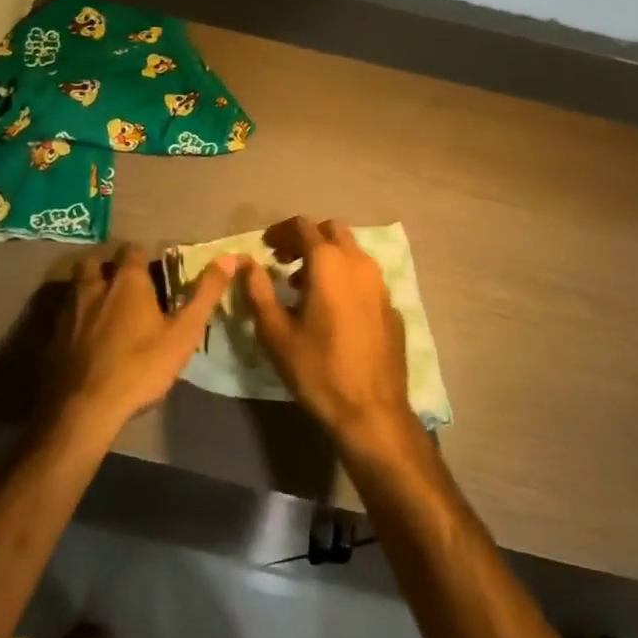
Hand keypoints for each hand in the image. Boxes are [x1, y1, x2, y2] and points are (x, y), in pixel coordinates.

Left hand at [44, 243, 232, 441]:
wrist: (84, 408)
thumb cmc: (140, 367)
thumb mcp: (182, 334)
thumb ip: (205, 294)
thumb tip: (229, 258)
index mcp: (127, 281)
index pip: (132, 250)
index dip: (142, 258)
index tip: (151, 273)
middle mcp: (94, 286)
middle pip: (96, 263)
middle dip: (107, 270)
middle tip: (122, 289)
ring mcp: (68, 310)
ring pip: (76, 286)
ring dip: (88, 291)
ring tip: (102, 311)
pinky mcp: (51, 336)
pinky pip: (63, 315)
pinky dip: (73, 320)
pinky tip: (83, 340)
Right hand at [242, 217, 418, 455]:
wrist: (372, 411)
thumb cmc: (318, 369)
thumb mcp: (276, 332)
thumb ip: (258, 291)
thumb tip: (246, 263)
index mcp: (329, 262)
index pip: (302, 226)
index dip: (280, 231)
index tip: (265, 247)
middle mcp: (359, 263)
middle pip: (331, 231)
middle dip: (306, 239)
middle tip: (284, 261)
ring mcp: (381, 284)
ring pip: (352, 252)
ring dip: (327, 258)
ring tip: (304, 287)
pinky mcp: (391, 306)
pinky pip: (365, 278)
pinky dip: (345, 279)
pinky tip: (334, 310)